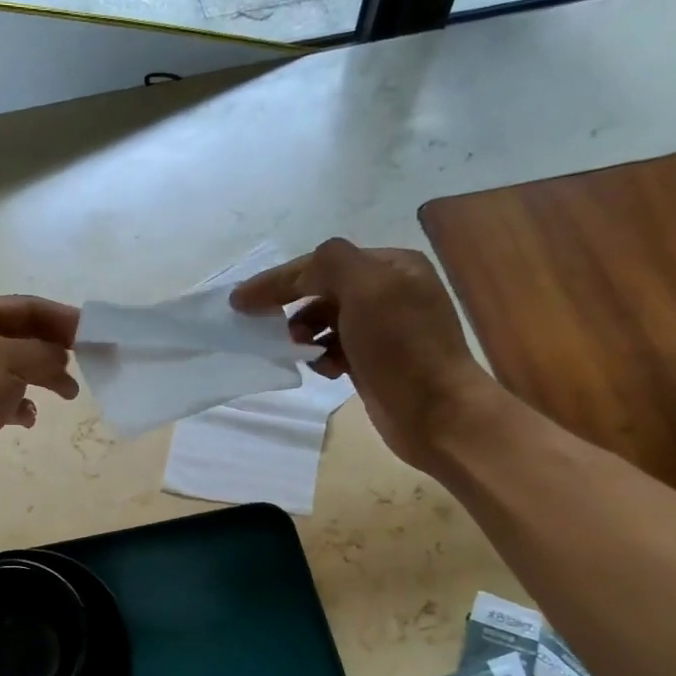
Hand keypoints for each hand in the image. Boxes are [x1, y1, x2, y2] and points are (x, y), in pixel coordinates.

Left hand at [0, 296, 80, 504]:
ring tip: (69, 394)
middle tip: (89, 363)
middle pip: (23, 336)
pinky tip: (28, 419)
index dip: (60, 318)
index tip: (94, 334)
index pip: (24, 307)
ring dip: (45, 378)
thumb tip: (62, 357)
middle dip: (55, 349)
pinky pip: (7, 399)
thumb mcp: (7, 360)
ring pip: (18, 369)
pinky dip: (23, 406)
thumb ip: (43, 352)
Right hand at [230, 238, 496, 470]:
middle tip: (267, 327)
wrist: (436, 412)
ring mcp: (383, 329)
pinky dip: (322, 357)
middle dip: (292, 307)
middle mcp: (389, 291)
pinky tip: (327, 371)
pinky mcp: (374, 362)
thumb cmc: (402, 347)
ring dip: (306, 334)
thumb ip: (330, 264)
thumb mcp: (367, 288)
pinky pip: (334, 349)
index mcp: (391, 266)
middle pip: (322, 291)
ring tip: (301, 351)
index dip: (278, 279)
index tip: (239, 301)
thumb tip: (302, 271)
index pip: (322, 263)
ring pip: (325, 322)